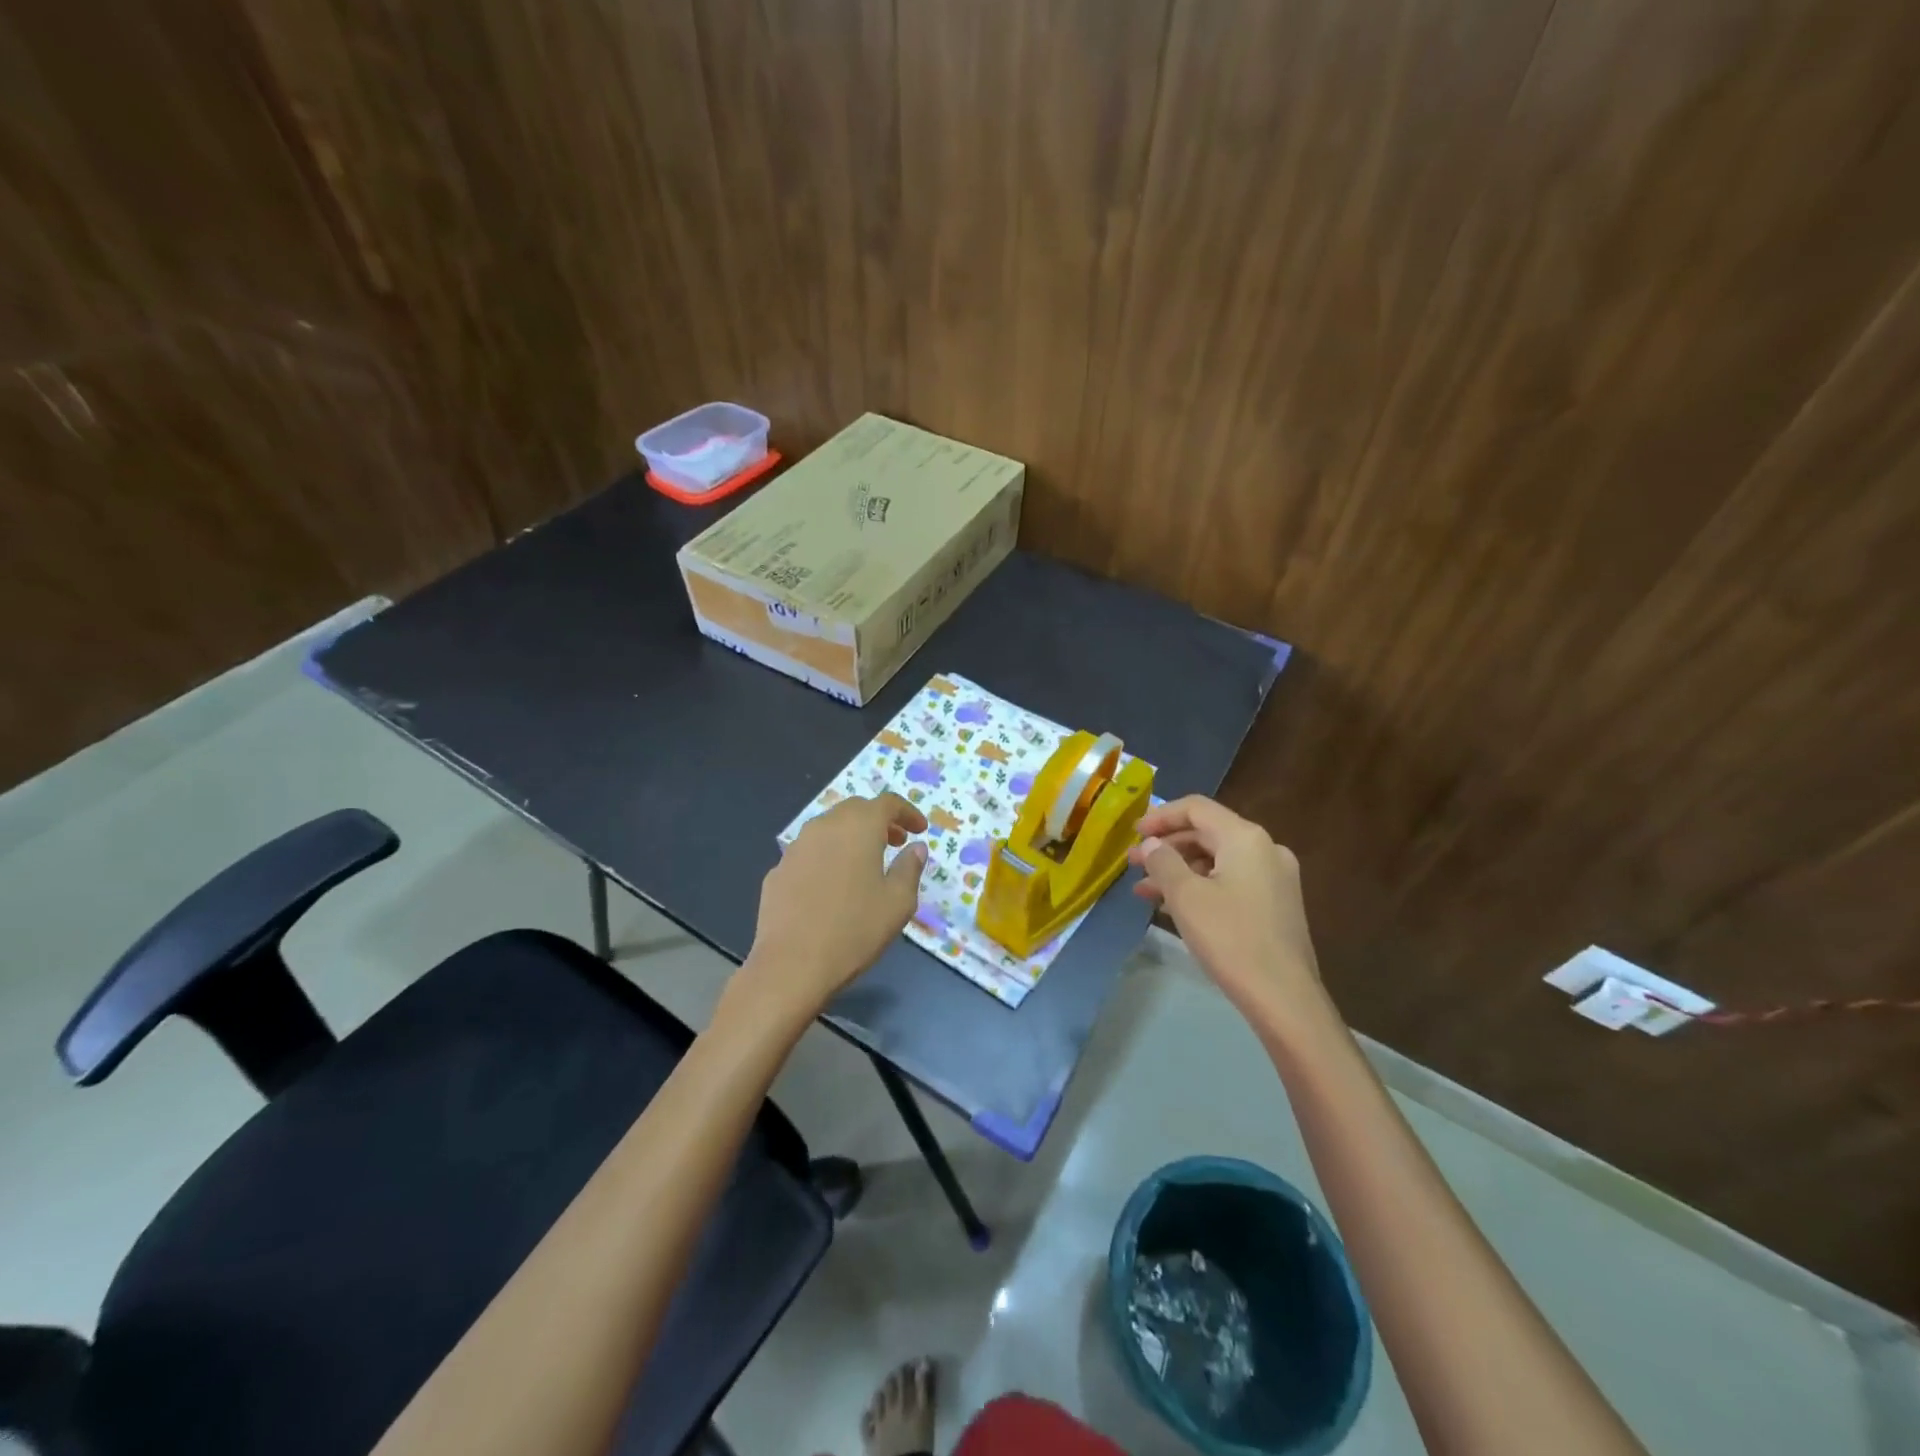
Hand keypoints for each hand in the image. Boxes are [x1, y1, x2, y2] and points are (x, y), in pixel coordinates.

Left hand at [729, 794, 928, 1033]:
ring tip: (865, 863)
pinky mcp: (778, 870)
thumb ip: (910, 868)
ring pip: (829, 829)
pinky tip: (832, 885)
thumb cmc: (855, 930)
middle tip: (896, 842)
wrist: (791, 965)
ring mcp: (796, 847)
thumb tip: (915, 847)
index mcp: (858, 827)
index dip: (908, 812)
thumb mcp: (898, 902)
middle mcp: (825, 826)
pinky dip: (828, 857)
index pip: (887, 803)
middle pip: (856, 810)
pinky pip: (810, 853)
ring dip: (851, 837)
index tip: (920, 829)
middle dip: (879, 821)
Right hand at [1128, 795, 1321, 1019]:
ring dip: (1179, 870)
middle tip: (1133, 864)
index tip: (1132, 834)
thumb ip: (1163, 862)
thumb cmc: (1231, 938)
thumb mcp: (1186, 896)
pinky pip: (1231, 881)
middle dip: (1166, 847)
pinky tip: (1174, 907)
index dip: (1160, 816)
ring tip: (1144, 891)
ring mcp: (1275, 878)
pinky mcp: (1277, 905)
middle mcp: (1265, 849)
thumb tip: (1151, 844)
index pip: (1196, 808)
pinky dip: (1201, 886)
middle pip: (1207, 833)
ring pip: (1217, 860)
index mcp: (1245, 838)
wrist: (1284, 998)